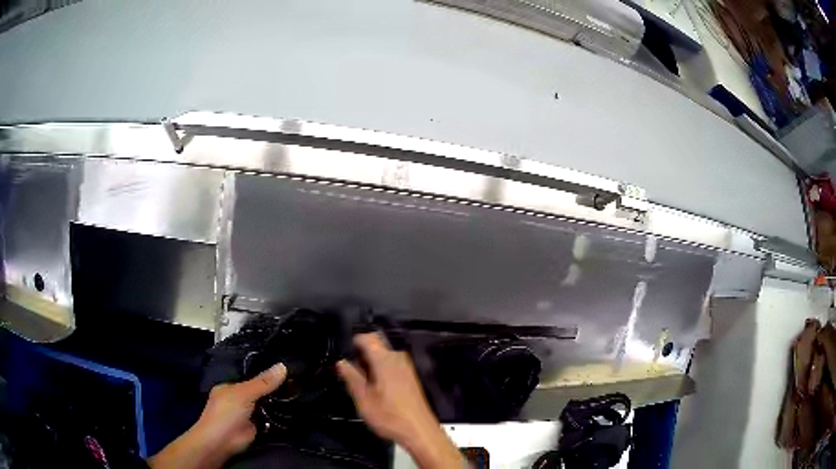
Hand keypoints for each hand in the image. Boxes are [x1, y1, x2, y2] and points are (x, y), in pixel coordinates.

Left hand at [148, 363, 286, 468]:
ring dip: (278, 402)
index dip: (265, 373)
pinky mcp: (257, 427)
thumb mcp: (244, 393)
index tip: (286, 367)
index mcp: (231, 386)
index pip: (250, 376)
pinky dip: (279, 415)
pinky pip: (270, 418)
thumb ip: (263, 382)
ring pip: (265, 404)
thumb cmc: (227, 411)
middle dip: (274, 387)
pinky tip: (295, 409)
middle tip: (297, 379)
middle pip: (259, 390)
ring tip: (301, 391)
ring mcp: (248, 413)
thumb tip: (283, 365)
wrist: (222, 441)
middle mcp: (239, 398)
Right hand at [337, 333, 463, 468]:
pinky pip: (391, 364)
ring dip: (370, 361)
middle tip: (350, 368)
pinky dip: (380, 369)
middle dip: (361, 351)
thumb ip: (351, 377)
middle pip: (377, 343)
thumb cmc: (389, 416)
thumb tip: (342, 362)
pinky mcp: (410, 377)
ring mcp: (406, 367)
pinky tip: (374, 386)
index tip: (343, 351)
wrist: (419, 431)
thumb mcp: (363, 399)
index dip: (353, 341)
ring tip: (359, 379)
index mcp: (385, 359)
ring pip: (384, 355)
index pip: (367, 337)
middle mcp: (398, 358)